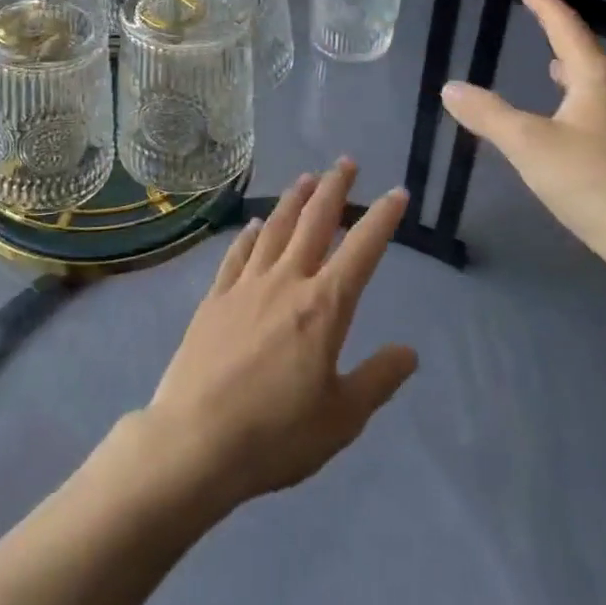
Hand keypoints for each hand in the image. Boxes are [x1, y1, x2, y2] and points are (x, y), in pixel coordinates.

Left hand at [141, 162, 417, 511]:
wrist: (195, 441)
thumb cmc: (276, 434)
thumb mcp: (342, 418)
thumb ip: (378, 379)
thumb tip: (410, 351)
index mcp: (324, 306)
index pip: (362, 250)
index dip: (383, 218)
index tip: (397, 192)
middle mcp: (286, 282)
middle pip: (315, 222)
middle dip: (334, 189)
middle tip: (346, 162)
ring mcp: (246, 285)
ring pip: (275, 229)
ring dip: (293, 200)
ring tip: (305, 179)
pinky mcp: (215, 298)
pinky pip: (237, 255)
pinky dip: (249, 235)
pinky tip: (255, 225)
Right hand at [440, 0, 605, 264]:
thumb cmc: (593, 182)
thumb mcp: (528, 146)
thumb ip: (488, 115)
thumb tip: (451, 87)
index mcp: (597, 77)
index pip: (566, 27)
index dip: (545, 5)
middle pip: (589, 53)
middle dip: (562, 37)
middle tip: (540, 28)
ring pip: (603, 83)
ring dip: (576, 72)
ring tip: (555, 73)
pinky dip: (588, 101)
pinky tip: (580, 123)